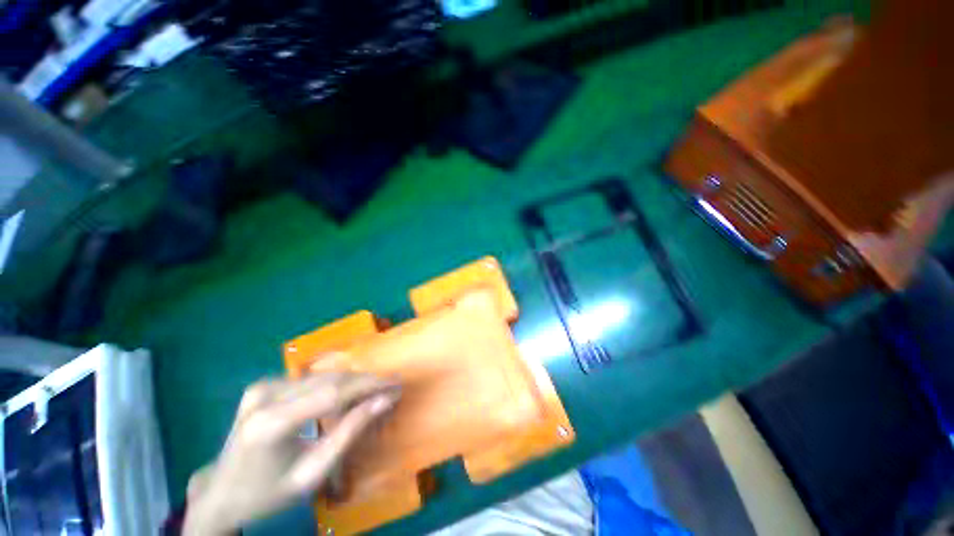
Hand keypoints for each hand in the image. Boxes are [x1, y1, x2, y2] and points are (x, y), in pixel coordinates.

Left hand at [183, 372, 400, 534]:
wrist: (221, 494)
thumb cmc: (268, 494)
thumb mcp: (313, 473)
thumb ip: (350, 433)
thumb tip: (384, 401)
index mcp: (272, 423)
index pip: (334, 392)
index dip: (370, 385)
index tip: (397, 384)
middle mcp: (265, 395)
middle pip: (330, 379)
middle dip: (366, 381)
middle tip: (391, 387)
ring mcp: (262, 386)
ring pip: (323, 376)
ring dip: (353, 382)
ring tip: (375, 391)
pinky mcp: (263, 385)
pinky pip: (311, 379)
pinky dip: (334, 385)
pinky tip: (346, 396)